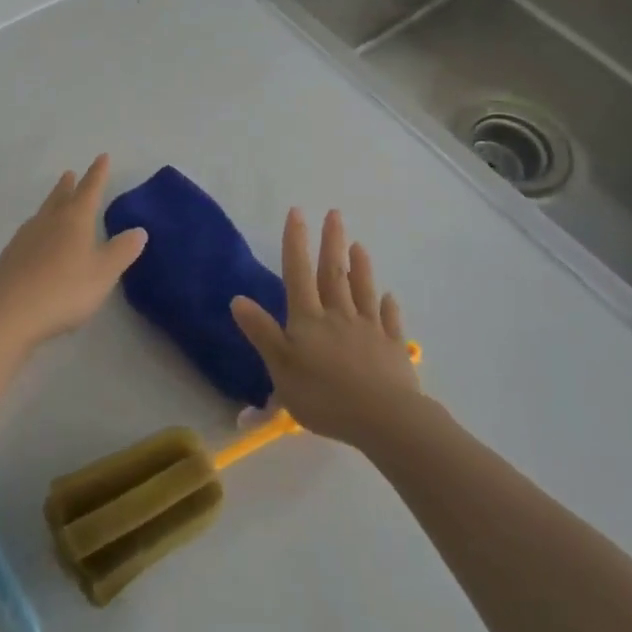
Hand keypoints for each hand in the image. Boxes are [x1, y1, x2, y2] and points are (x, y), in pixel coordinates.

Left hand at [0, 154, 146, 349]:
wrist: (10, 313)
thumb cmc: (65, 290)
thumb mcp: (103, 273)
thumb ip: (122, 251)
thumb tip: (139, 230)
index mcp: (74, 220)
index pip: (90, 190)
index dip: (98, 174)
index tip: (102, 157)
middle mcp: (48, 221)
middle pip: (60, 197)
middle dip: (69, 185)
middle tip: (71, 174)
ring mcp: (25, 237)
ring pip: (42, 213)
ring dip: (52, 203)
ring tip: (55, 202)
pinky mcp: (9, 256)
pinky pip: (29, 233)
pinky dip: (39, 228)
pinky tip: (37, 240)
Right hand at [230, 208, 422, 446]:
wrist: (384, 418)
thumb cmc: (323, 395)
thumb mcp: (280, 368)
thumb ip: (262, 332)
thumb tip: (237, 298)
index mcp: (308, 320)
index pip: (299, 273)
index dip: (296, 242)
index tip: (297, 212)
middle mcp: (339, 316)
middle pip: (334, 273)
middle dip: (331, 242)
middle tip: (334, 213)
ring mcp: (369, 330)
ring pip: (362, 290)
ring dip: (360, 266)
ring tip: (359, 245)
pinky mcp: (393, 349)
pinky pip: (389, 321)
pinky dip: (388, 306)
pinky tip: (389, 297)